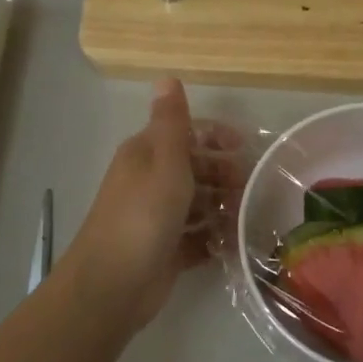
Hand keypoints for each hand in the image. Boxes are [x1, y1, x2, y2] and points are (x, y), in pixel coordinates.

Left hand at [65, 80, 241, 333]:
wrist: (113, 285)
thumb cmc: (143, 216)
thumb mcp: (164, 162)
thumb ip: (172, 123)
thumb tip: (166, 76)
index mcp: (146, 155)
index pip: (185, 134)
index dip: (215, 136)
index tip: (245, 148)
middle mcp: (150, 182)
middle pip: (195, 170)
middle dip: (223, 176)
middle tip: (249, 189)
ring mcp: (157, 219)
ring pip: (197, 205)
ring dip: (222, 208)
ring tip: (244, 218)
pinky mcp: (165, 251)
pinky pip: (196, 239)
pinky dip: (213, 240)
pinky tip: (232, 245)